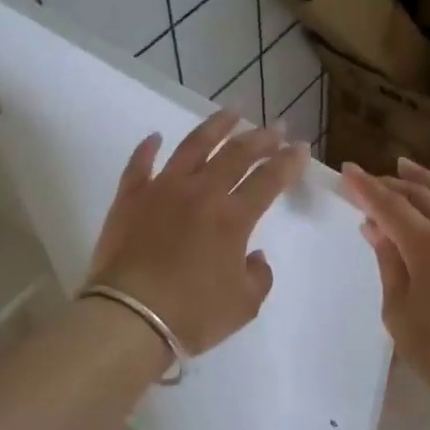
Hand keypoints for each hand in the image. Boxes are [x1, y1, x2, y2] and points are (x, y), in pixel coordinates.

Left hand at [87, 111, 310, 356]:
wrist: (129, 318)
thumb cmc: (192, 315)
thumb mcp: (244, 305)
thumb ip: (258, 276)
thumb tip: (254, 256)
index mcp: (233, 218)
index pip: (268, 180)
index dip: (288, 163)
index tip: (300, 148)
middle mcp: (201, 193)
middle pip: (236, 155)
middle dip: (260, 138)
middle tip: (275, 127)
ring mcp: (162, 190)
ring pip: (193, 147)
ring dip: (215, 126)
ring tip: (231, 111)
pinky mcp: (129, 198)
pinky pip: (140, 164)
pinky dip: (148, 148)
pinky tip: (156, 136)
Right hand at [341, 157, 429, 419]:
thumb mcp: (398, 311)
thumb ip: (388, 261)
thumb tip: (374, 226)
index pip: (391, 205)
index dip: (366, 187)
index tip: (348, 171)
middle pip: (422, 194)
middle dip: (392, 183)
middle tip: (372, 179)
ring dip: (427, 181)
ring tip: (406, 168)